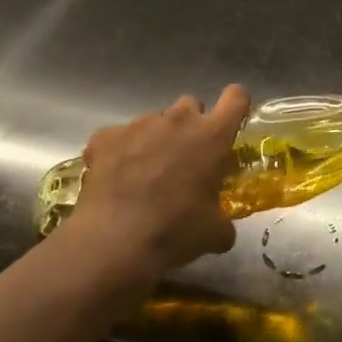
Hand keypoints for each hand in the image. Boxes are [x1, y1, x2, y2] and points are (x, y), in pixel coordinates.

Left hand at [64, 86, 247, 277]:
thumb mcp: (215, 233)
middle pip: (191, 105)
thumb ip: (223, 219)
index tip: (231, 121)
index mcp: (213, 136)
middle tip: (184, 158)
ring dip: (156, 138)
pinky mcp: (105, 137)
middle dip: (190, 126)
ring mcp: (139, 124)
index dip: (235, 106)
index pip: (236, 98)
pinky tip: (115, 178)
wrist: (114, 243)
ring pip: (154, 120)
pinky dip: (119, 151)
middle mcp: (179, 120)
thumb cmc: (175, 233)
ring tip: (145, 172)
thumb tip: (221, 227)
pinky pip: (118, 136)